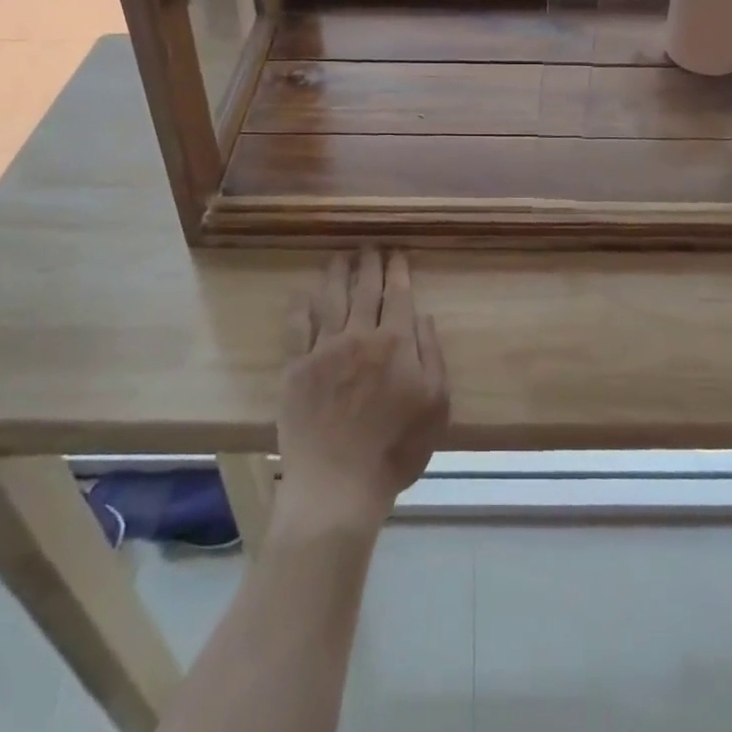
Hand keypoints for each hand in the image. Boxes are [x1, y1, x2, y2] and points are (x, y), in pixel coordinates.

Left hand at [277, 247, 449, 530]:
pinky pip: (298, 326)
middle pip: (364, 289)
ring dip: (337, 273)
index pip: (398, 294)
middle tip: (369, 245)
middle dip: (369, 263)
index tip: (397, 252)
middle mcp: (359, 335)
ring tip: (340, 256)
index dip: (398, 269)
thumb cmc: (395, 449)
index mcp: (395, 342)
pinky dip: (301, 305)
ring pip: (330, 298)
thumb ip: (432, 355)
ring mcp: (324, 349)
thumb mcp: (435, 405)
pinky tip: (304, 292)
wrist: (338, 486)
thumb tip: (423, 316)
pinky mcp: (296, 368)